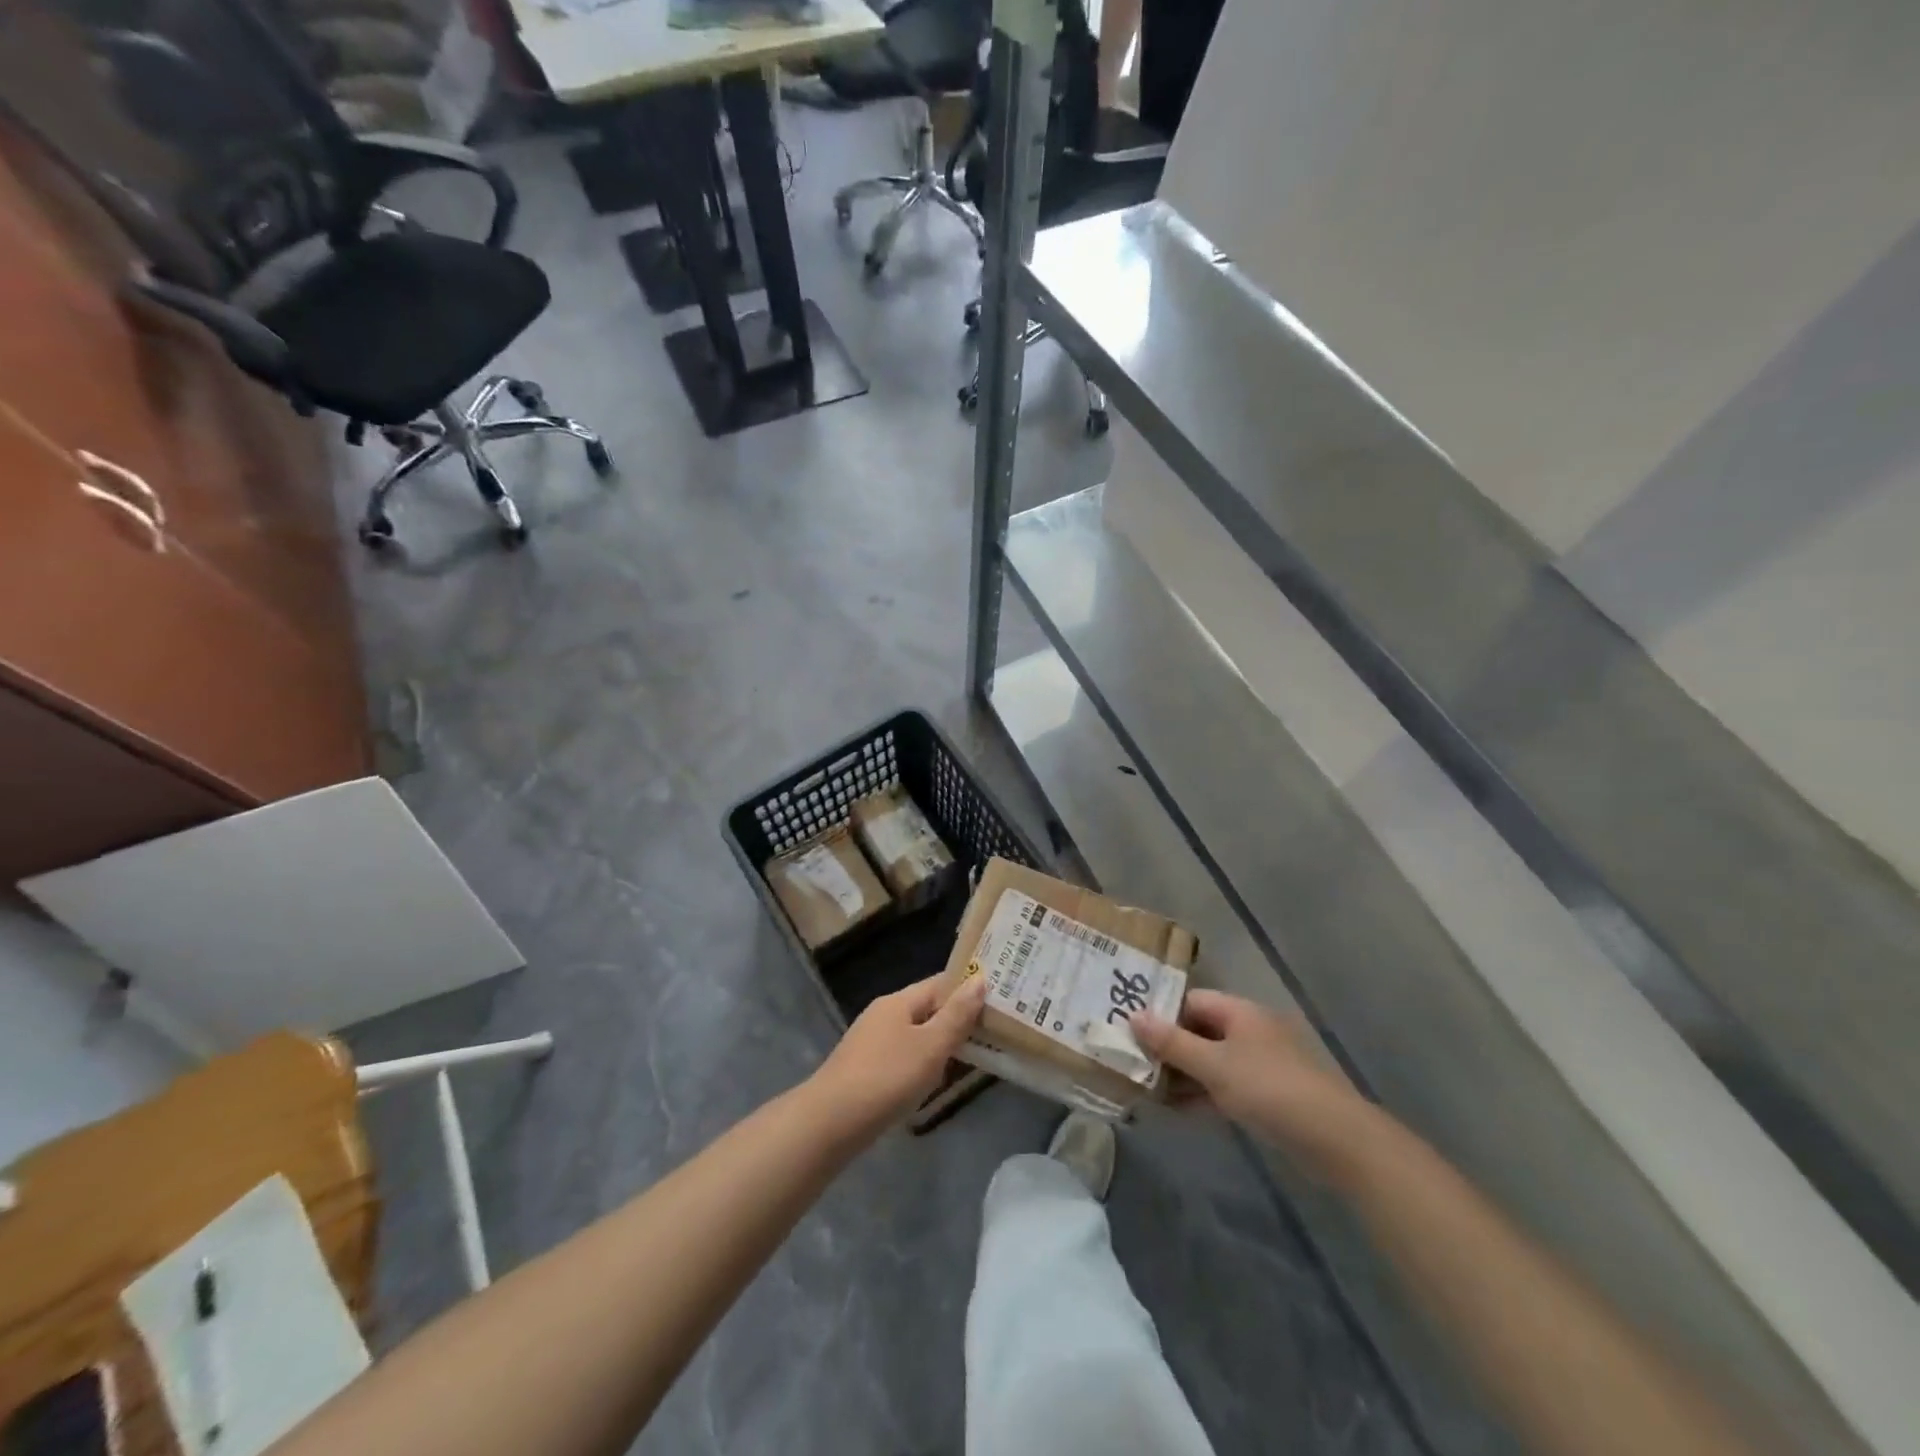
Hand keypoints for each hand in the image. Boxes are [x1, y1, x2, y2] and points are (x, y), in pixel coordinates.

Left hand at [808, 973, 986, 1140]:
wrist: (830, 1123)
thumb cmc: (887, 1078)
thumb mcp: (930, 1047)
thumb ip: (956, 1016)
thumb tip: (979, 981)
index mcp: (898, 1002)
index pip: (939, 983)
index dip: (967, 988)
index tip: (997, 997)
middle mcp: (883, 1014)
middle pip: (927, 1008)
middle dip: (956, 1018)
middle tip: (992, 1030)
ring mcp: (871, 1042)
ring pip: (915, 1034)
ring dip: (940, 1043)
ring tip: (971, 1057)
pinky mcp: (865, 1070)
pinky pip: (903, 1056)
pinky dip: (922, 1063)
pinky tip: (932, 1081)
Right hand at [1131, 990, 1373, 1176]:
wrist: (1335, 1139)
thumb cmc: (1268, 1089)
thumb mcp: (1213, 1065)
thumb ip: (1172, 1042)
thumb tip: (1133, 1016)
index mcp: (1239, 1012)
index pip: (1190, 1001)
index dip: (1161, 1013)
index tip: (1130, 1030)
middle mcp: (1249, 1030)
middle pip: (1199, 1030)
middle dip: (1168, 1047)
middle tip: (1132, 1062)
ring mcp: (1259, 1063)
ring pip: (1210, 1061)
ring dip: (1182, 1074)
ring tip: (1146, 1089)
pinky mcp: (1267, 1095)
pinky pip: (1224, 1086)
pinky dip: (1201, 1093)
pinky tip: (1176, 1110)